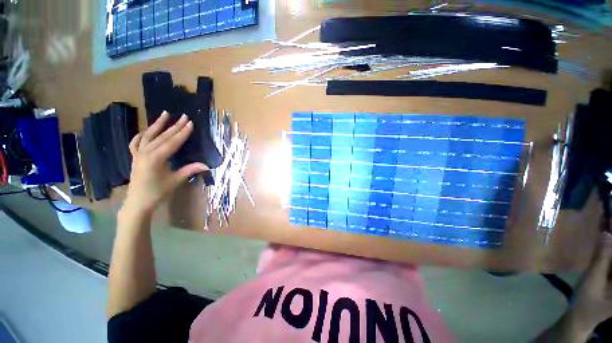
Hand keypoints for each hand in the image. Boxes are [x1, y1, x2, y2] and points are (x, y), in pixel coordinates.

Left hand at [122, 111, 208, 216]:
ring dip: (158, 125)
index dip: (183, 133)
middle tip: (184, 116)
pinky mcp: (135, 157)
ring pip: (149, 136)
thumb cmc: (157, 192)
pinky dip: (141, 135)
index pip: (173, 142)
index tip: (191, 123)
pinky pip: (136, 143)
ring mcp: (139, 154)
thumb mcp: (175, 181)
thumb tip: (207, 165)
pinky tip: (145, 131)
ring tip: (165, 114)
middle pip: (163, 136)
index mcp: (157, 158)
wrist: (137, 202)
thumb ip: (190, 170)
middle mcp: (146, 152)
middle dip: (174, 126)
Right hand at [567, 231, 611, 335]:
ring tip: (606, 225)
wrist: (581, 317)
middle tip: (608, 221)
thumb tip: (607, 234)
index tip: (611, 222)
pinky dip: (609, 249)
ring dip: (611, 244)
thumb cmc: (587, 302)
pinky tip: (604, 239)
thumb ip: (601, 258)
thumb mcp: (592, 281)